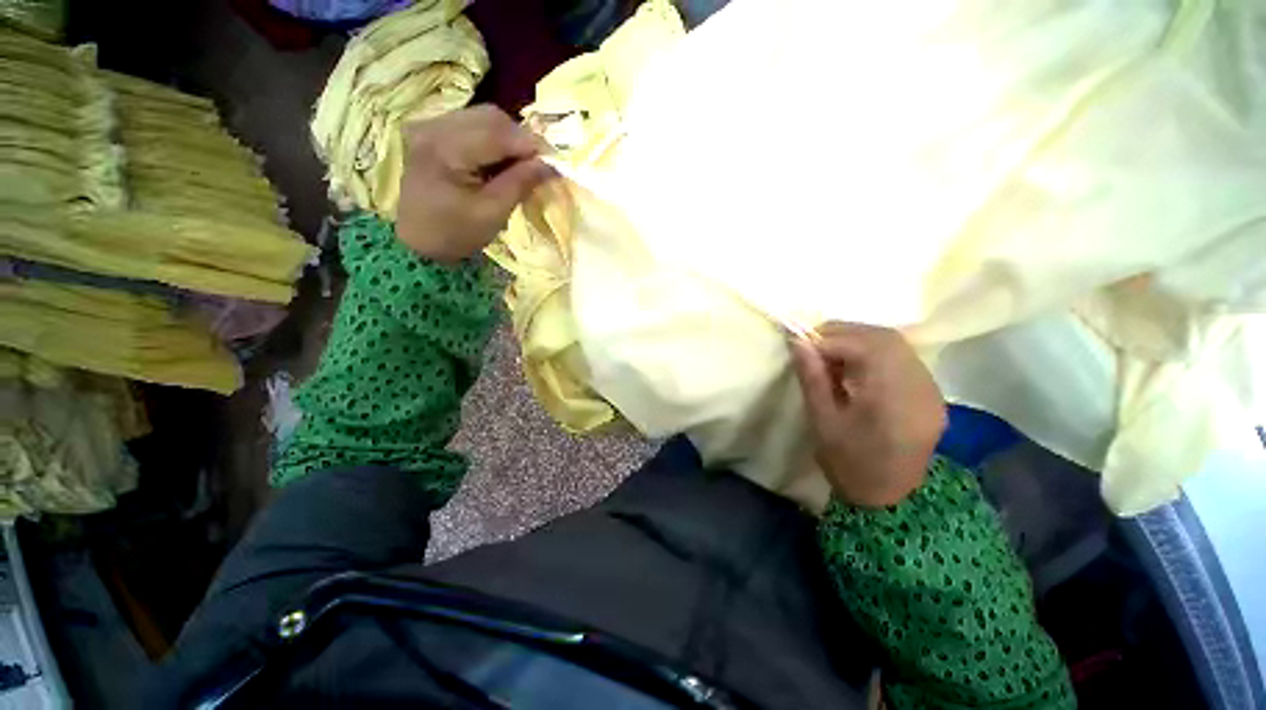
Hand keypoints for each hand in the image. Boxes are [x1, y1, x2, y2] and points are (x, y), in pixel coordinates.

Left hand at [396, 105, 555, 261]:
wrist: (417, 240)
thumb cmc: (455, 233)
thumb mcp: (493, 213)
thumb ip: (521, 183)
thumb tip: (551, 164)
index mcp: (445, 149)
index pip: (498, 133)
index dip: (531, 144)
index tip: (554, 163)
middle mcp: (433, 126)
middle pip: (490, 117)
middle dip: (520, 139)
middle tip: (536, 166)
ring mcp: (429, 124)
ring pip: (482, 116)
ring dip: (508, 138)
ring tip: (517, 166)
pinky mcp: (431, 129)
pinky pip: (471, 123)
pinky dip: (492, 139)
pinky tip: (496, 161)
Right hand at [790, 323, 946, 507]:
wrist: (888, 498)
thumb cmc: (847, 463)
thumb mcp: (822, 421)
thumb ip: (812, 377)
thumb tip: (797, 342)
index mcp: (893, 400)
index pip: (865, 348)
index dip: (830, 339)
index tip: (802, 343)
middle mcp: (921, 388)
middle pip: (885, 339)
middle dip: (845, 333)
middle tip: (815, 344)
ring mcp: (931, 390)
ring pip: (897, 344)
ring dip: (860, 340)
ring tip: (831, 354)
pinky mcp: (931, 393)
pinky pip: (903, 357)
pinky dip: (875, 351)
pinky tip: (855, 365)